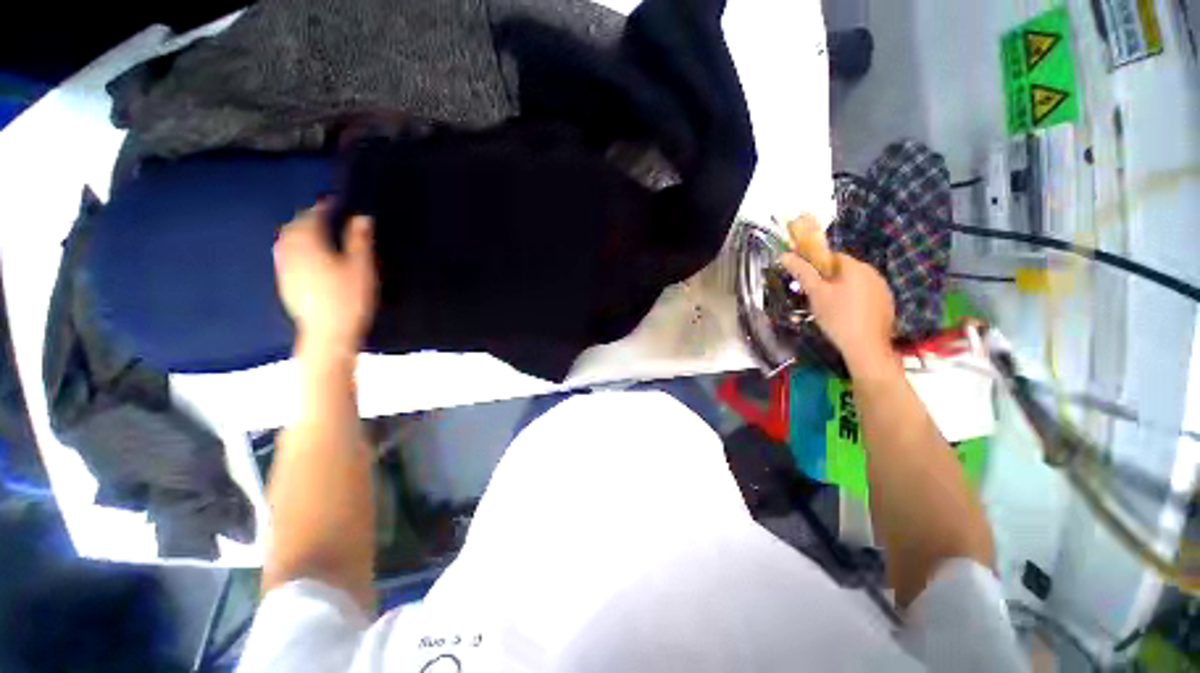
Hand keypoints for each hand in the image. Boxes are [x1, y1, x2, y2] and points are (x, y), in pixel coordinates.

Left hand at [274, 203, 376, 359]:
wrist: (328, 334)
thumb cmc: (349, 299)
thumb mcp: (362, 268)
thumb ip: (359, 241)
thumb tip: (361, 217)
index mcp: (309, 245)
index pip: (312, 217)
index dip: (323, 207)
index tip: (335, 202)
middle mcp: (291, 252)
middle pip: (294, 227)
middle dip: (307, 217)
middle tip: (325, 215)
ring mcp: (285, 269)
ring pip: (286, 241)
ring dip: (298, 231)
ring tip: (314, 232)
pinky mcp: (285, 283)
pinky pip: (285, 255)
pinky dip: (294, 247)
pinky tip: (305, 254)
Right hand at [778, 251, 895, 373]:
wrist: (866, 347)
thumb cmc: (837, 317)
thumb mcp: (816, 294)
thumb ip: (802, 272)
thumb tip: (785, 255)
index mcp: (856, 267)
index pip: (832, 256)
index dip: (816, 266)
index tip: (806, 281)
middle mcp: (873, 273)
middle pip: (844, 269)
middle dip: (827, 279)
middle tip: (814, 297)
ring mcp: (883, 288)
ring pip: (854, 283)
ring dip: (840, 290)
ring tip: (829, 309)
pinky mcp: (886, 304)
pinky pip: (865, 295)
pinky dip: (853, 300)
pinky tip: (845, 316)